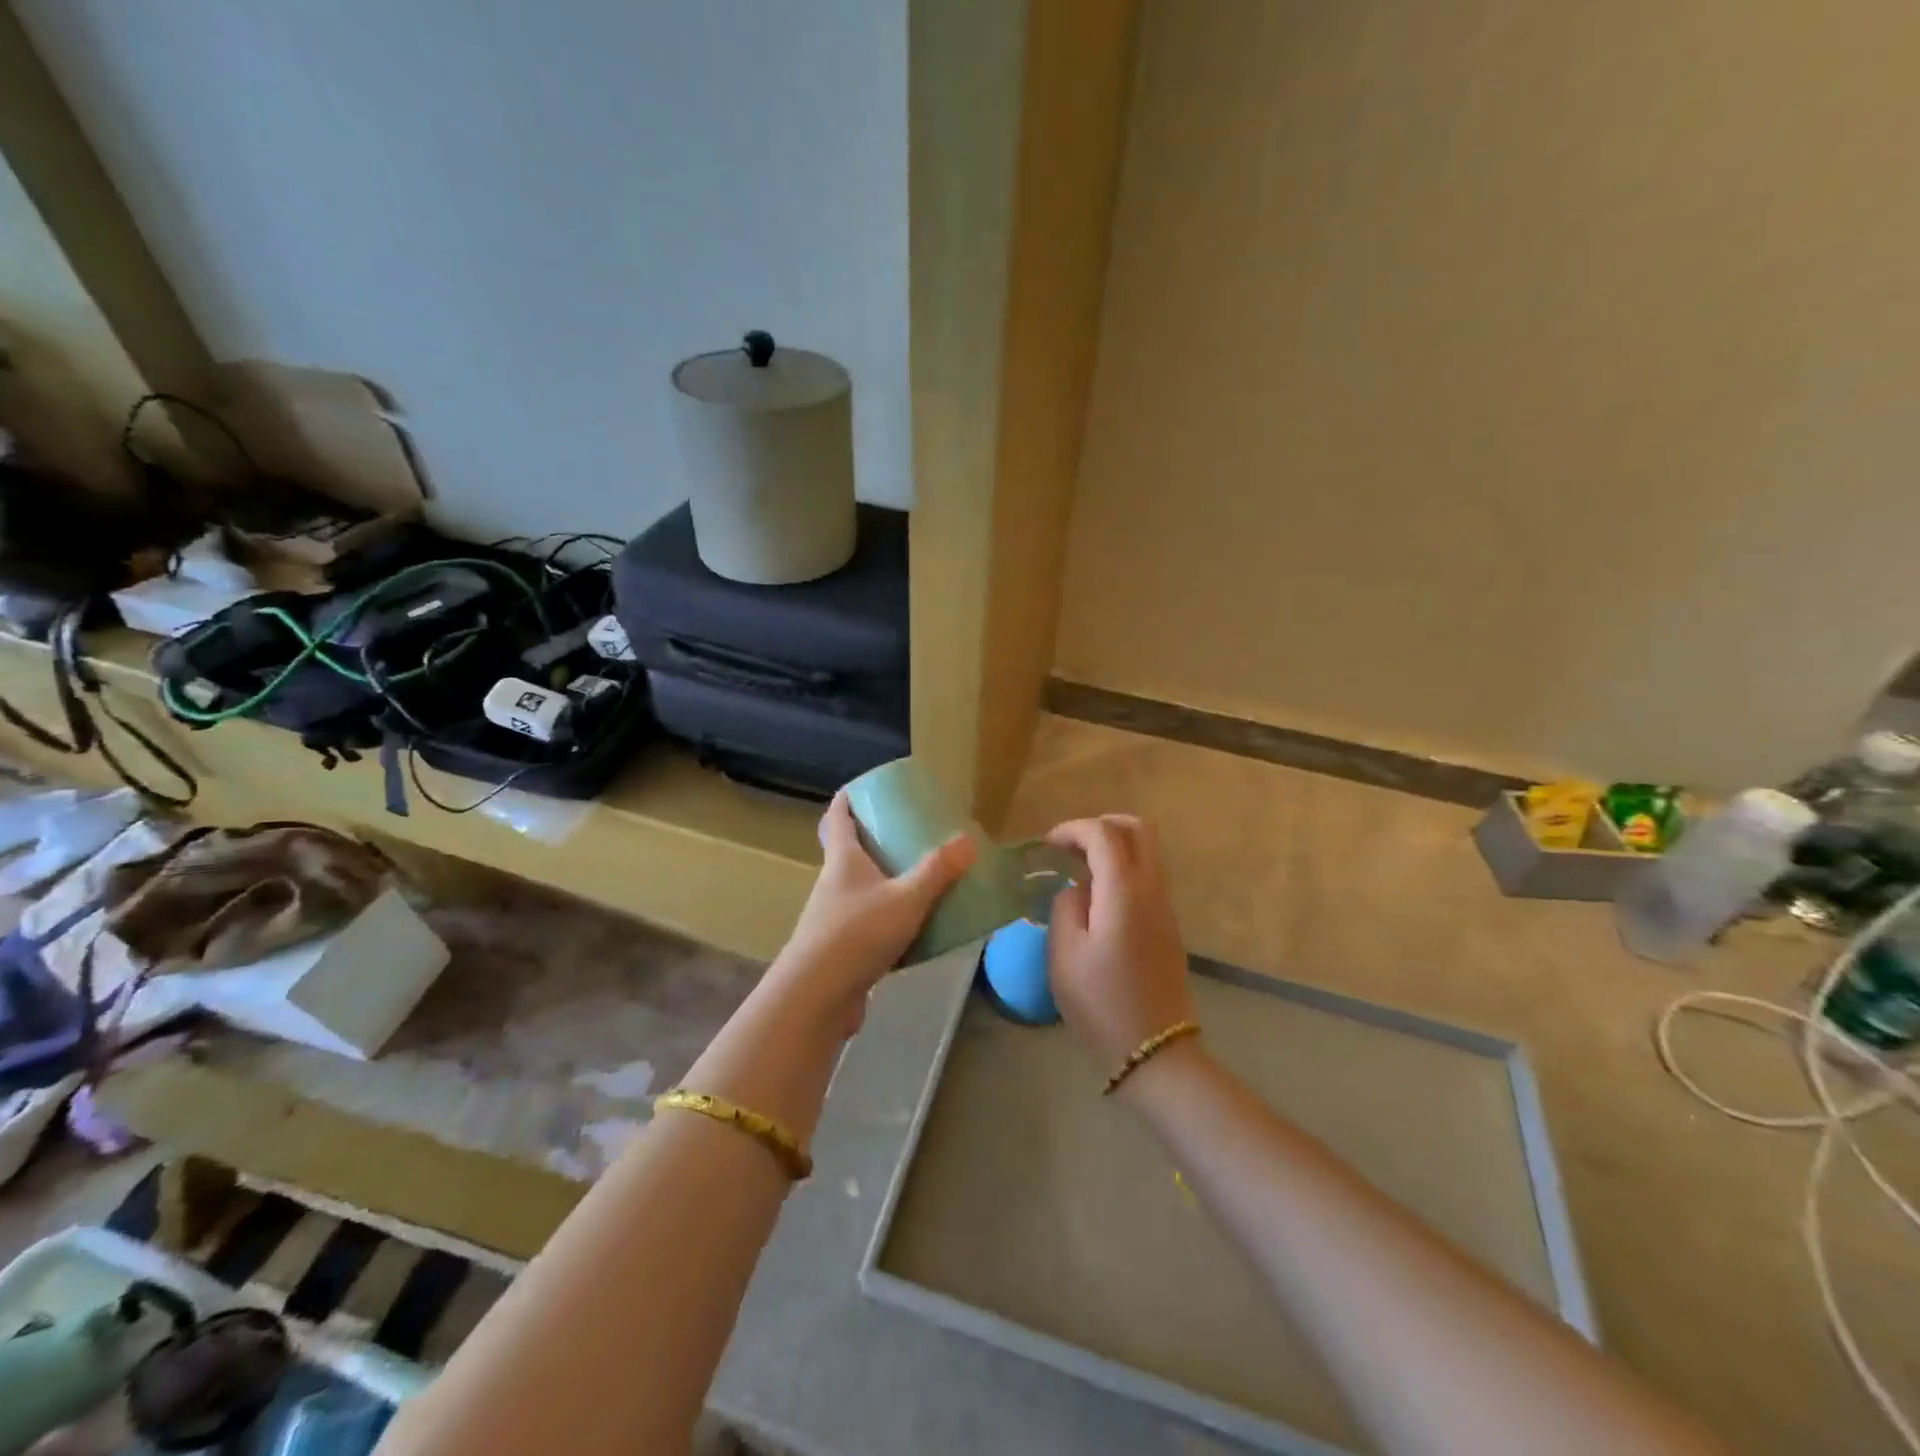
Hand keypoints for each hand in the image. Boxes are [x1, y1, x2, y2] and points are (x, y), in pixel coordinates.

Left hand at [769, 790, 975, 1033]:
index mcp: (843, 860)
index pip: (837, 816)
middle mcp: (833, 883)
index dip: (848, 798)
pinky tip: (915, 929)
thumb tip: (968, 840)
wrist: (817, 997)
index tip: (864, 786)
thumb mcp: (906, 898)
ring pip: (861, 889)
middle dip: (875, 840)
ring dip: (884, 882)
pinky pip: (869, 924)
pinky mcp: (840, 949)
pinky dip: (889, 919)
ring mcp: (833, 917)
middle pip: (849, 851)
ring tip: (919, 878)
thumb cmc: (857, 934)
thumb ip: (938, 871)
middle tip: (908, 832)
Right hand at [1045, 815, 1196, 1078]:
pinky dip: (1123, 868)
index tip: (1047, 845)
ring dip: (1114, 846)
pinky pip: (1149, 876)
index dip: (1073, 829)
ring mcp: (1166, 907)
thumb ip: (1065, 906)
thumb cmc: (1101, 1002)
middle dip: (1102, 825)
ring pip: (1148, 851)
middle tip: (1070, 846)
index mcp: (1124, 891)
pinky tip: (1097, 895)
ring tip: (1078, 869)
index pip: (1103, 834)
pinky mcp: (1168, 925)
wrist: (1154, 1051)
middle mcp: (1152, 889)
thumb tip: (1075, 889)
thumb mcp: (1064, 954)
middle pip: (1139, 830)